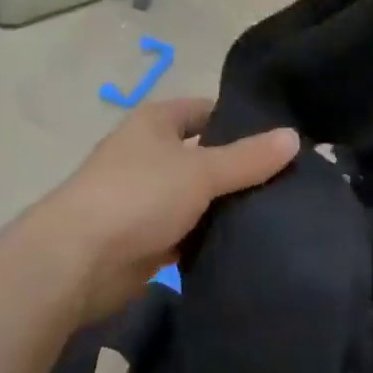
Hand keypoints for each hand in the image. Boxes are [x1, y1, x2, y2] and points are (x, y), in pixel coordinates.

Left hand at [42, 97, 298, 323]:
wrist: (79, 261)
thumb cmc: (139, 196)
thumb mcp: (201, 171)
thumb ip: (248, 157)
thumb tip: (294, 137)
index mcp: (155, 123)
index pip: (206, 111)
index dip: (241, 121)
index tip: (281, 138)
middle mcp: (148, 155)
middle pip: (204, 156)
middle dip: (241, 169)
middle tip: (291, 179)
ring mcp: (145, 199)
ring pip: (197, 198)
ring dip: (227, 207)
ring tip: (280, 212)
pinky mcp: (146, 239)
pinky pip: (187, 233)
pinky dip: (210, 238)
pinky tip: (248, 244)